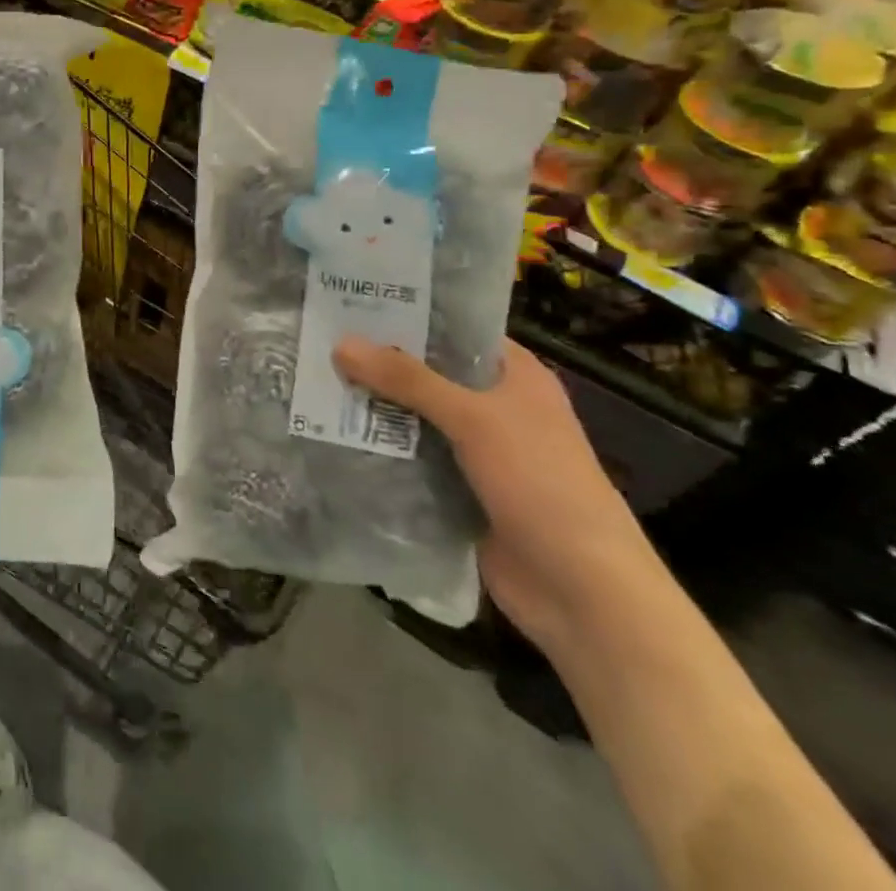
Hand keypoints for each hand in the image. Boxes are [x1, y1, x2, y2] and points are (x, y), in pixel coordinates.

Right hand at [332, 338, 659, 655]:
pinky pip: (410, 459)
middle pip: (427, 374)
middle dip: (378, 362)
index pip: (456, 330)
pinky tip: (332, 434)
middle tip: (319, 340)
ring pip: (414, 417)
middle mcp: (495, 407)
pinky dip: (379, 449)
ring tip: (313, 381)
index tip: (353, 302)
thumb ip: (407, 379)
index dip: (410, 315)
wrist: (582, 594)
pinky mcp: (457, 490)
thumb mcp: (474, 419)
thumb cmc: (541, 484)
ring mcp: (476, 452)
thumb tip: (341, 343)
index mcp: (515, 376)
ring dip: (373, 407)